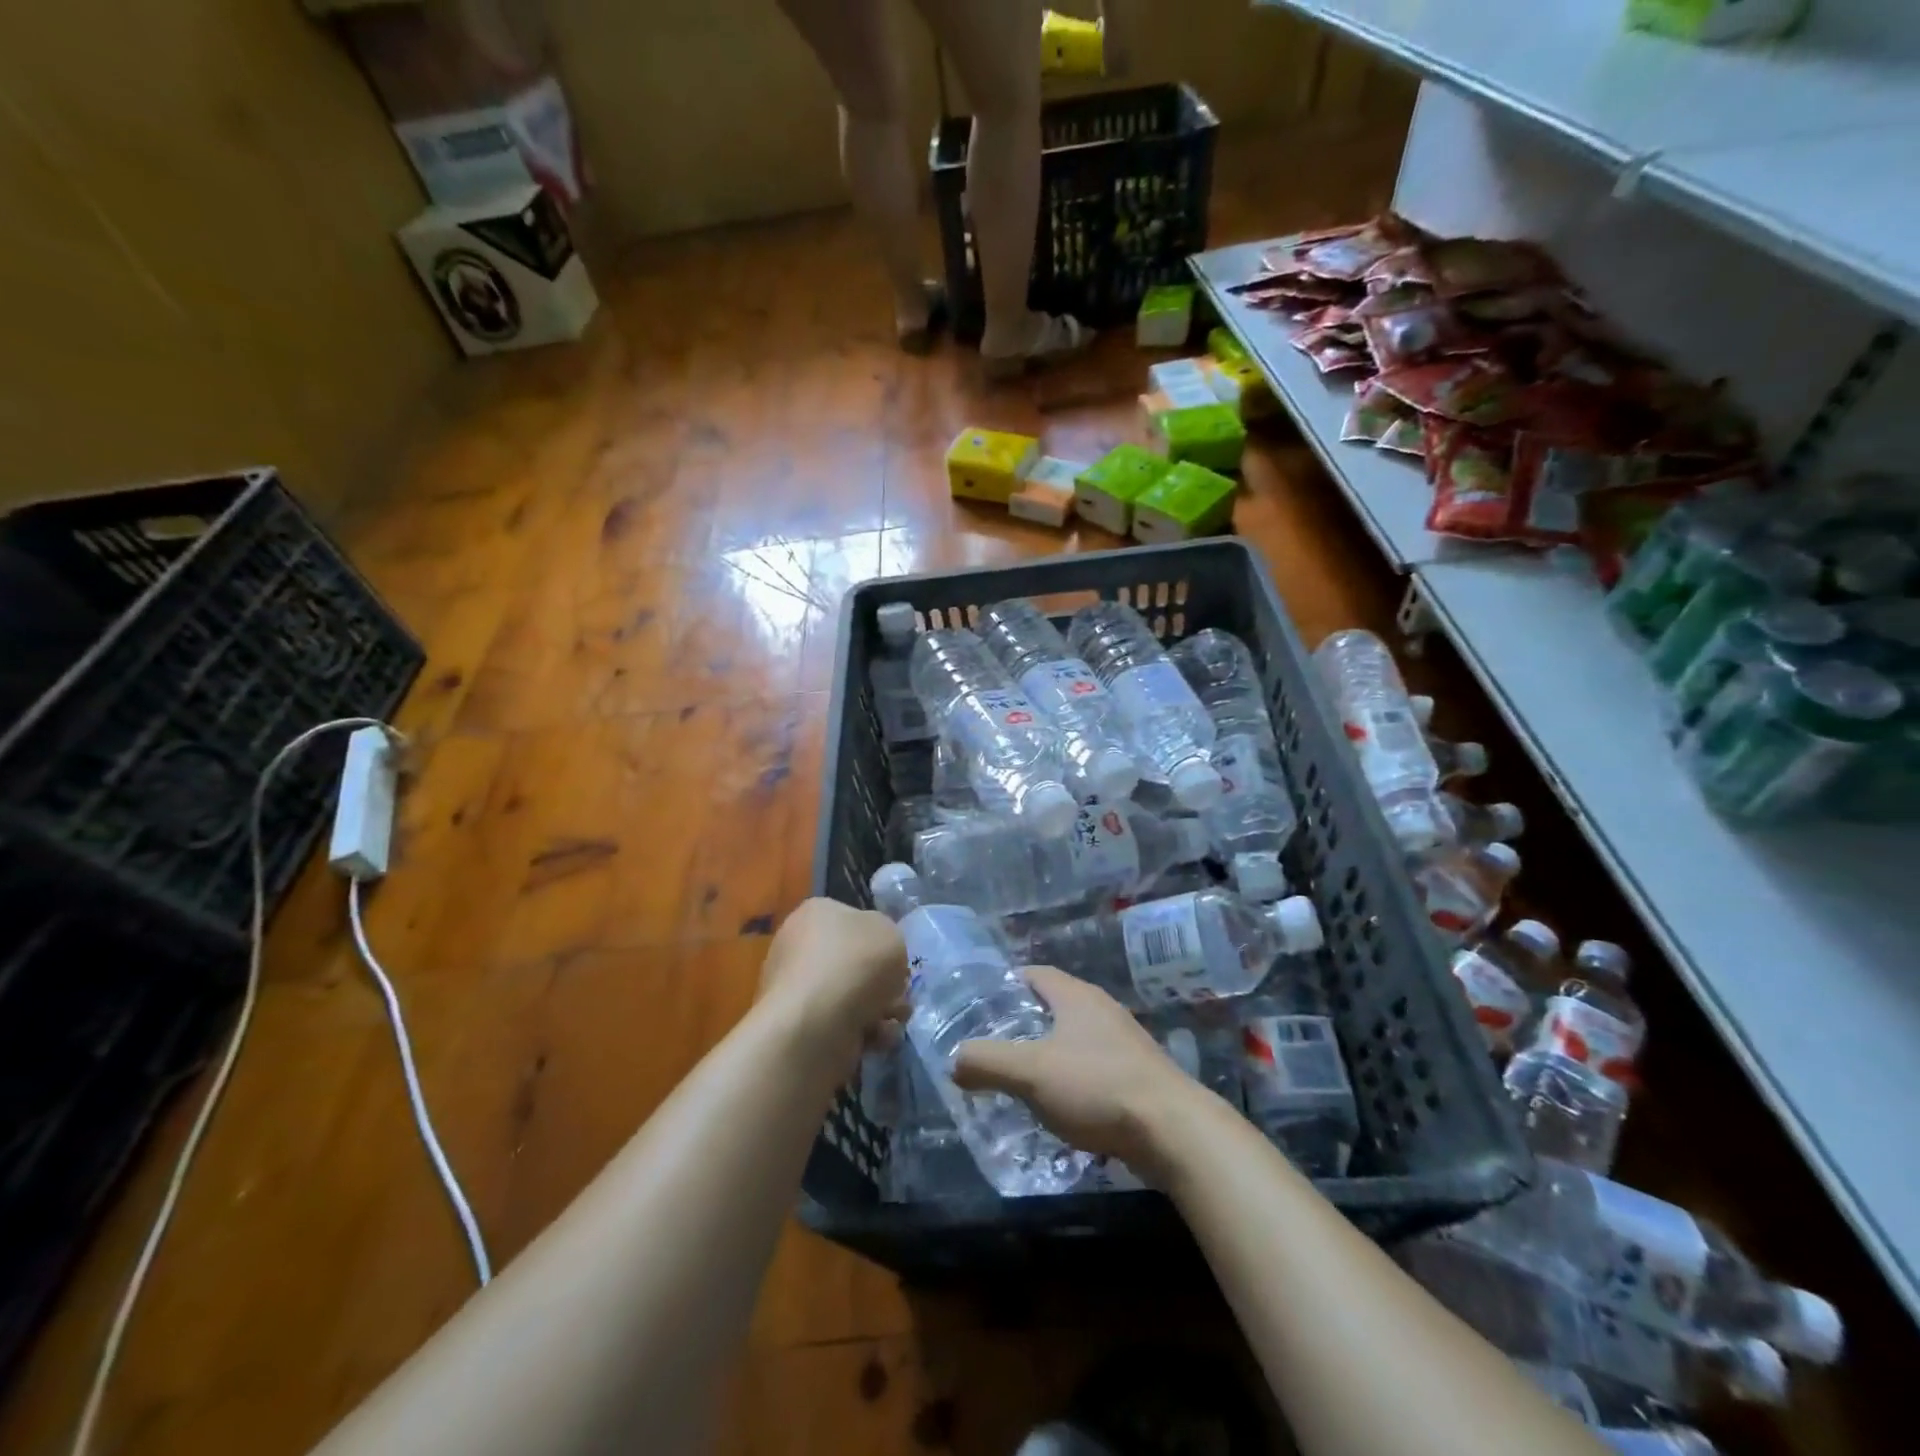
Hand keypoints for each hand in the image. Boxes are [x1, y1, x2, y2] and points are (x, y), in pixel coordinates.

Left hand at [758, 898, 908, 1070]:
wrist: (815, 1025)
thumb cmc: (855, 964)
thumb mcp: (891, 933)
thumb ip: (889, 939)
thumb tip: (879, 956)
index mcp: (816, 913)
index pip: (853, 919)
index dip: (880, 940)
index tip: (896, 959)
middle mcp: (799, 945)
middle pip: (853, 961)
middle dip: (882, 982)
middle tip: (899, 994)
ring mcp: (795, 988)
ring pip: (851, 995)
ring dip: (879, 1009)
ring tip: (892, 1020)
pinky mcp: (798, 1025)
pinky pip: (840, 1024)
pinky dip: (863, 1032)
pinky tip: (875, 1038)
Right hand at [951, 967, 1201, 1170]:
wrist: (1172, 1131)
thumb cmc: (1097, 1086)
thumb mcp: (1031, 1073)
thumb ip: (987, 1062)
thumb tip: (955, 1060)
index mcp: (1076, 996)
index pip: (1034, 974)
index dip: (1005, 984)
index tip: (978, 1004)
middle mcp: (1101, 1010)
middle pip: (1053, 1006)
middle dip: (1022, 1023)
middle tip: (990, 1045)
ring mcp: (1123, 1043)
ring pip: (1073, 1039)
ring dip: (1046, 1054)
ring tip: (1017, 1079)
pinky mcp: (1136, 1076)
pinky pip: (1092, 1068)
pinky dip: (1070, 1080)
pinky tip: (1057, 1108)